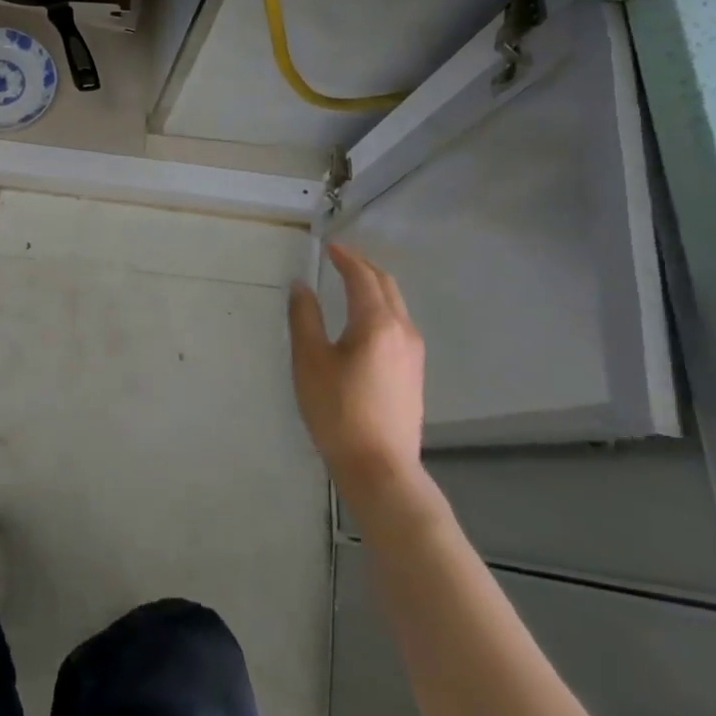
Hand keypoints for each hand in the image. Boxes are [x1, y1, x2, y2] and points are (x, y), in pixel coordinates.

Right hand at [289, 243, 427, 494]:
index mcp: (377, 322)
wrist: (380, 469)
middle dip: (363, 267)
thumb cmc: (338, 411)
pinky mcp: (414, 373)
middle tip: (339, 259)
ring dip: (374, 287)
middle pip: (386, 286)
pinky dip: (381, 307)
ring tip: (350, 283)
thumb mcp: (310, 361)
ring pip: (396, 305)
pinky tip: (364, 320)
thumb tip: (301, 285)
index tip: (329, 247)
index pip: (362, 277)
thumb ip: (305, 318)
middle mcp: (402, 330)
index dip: (345, 258)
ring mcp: (413, 353)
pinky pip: (398, 323)